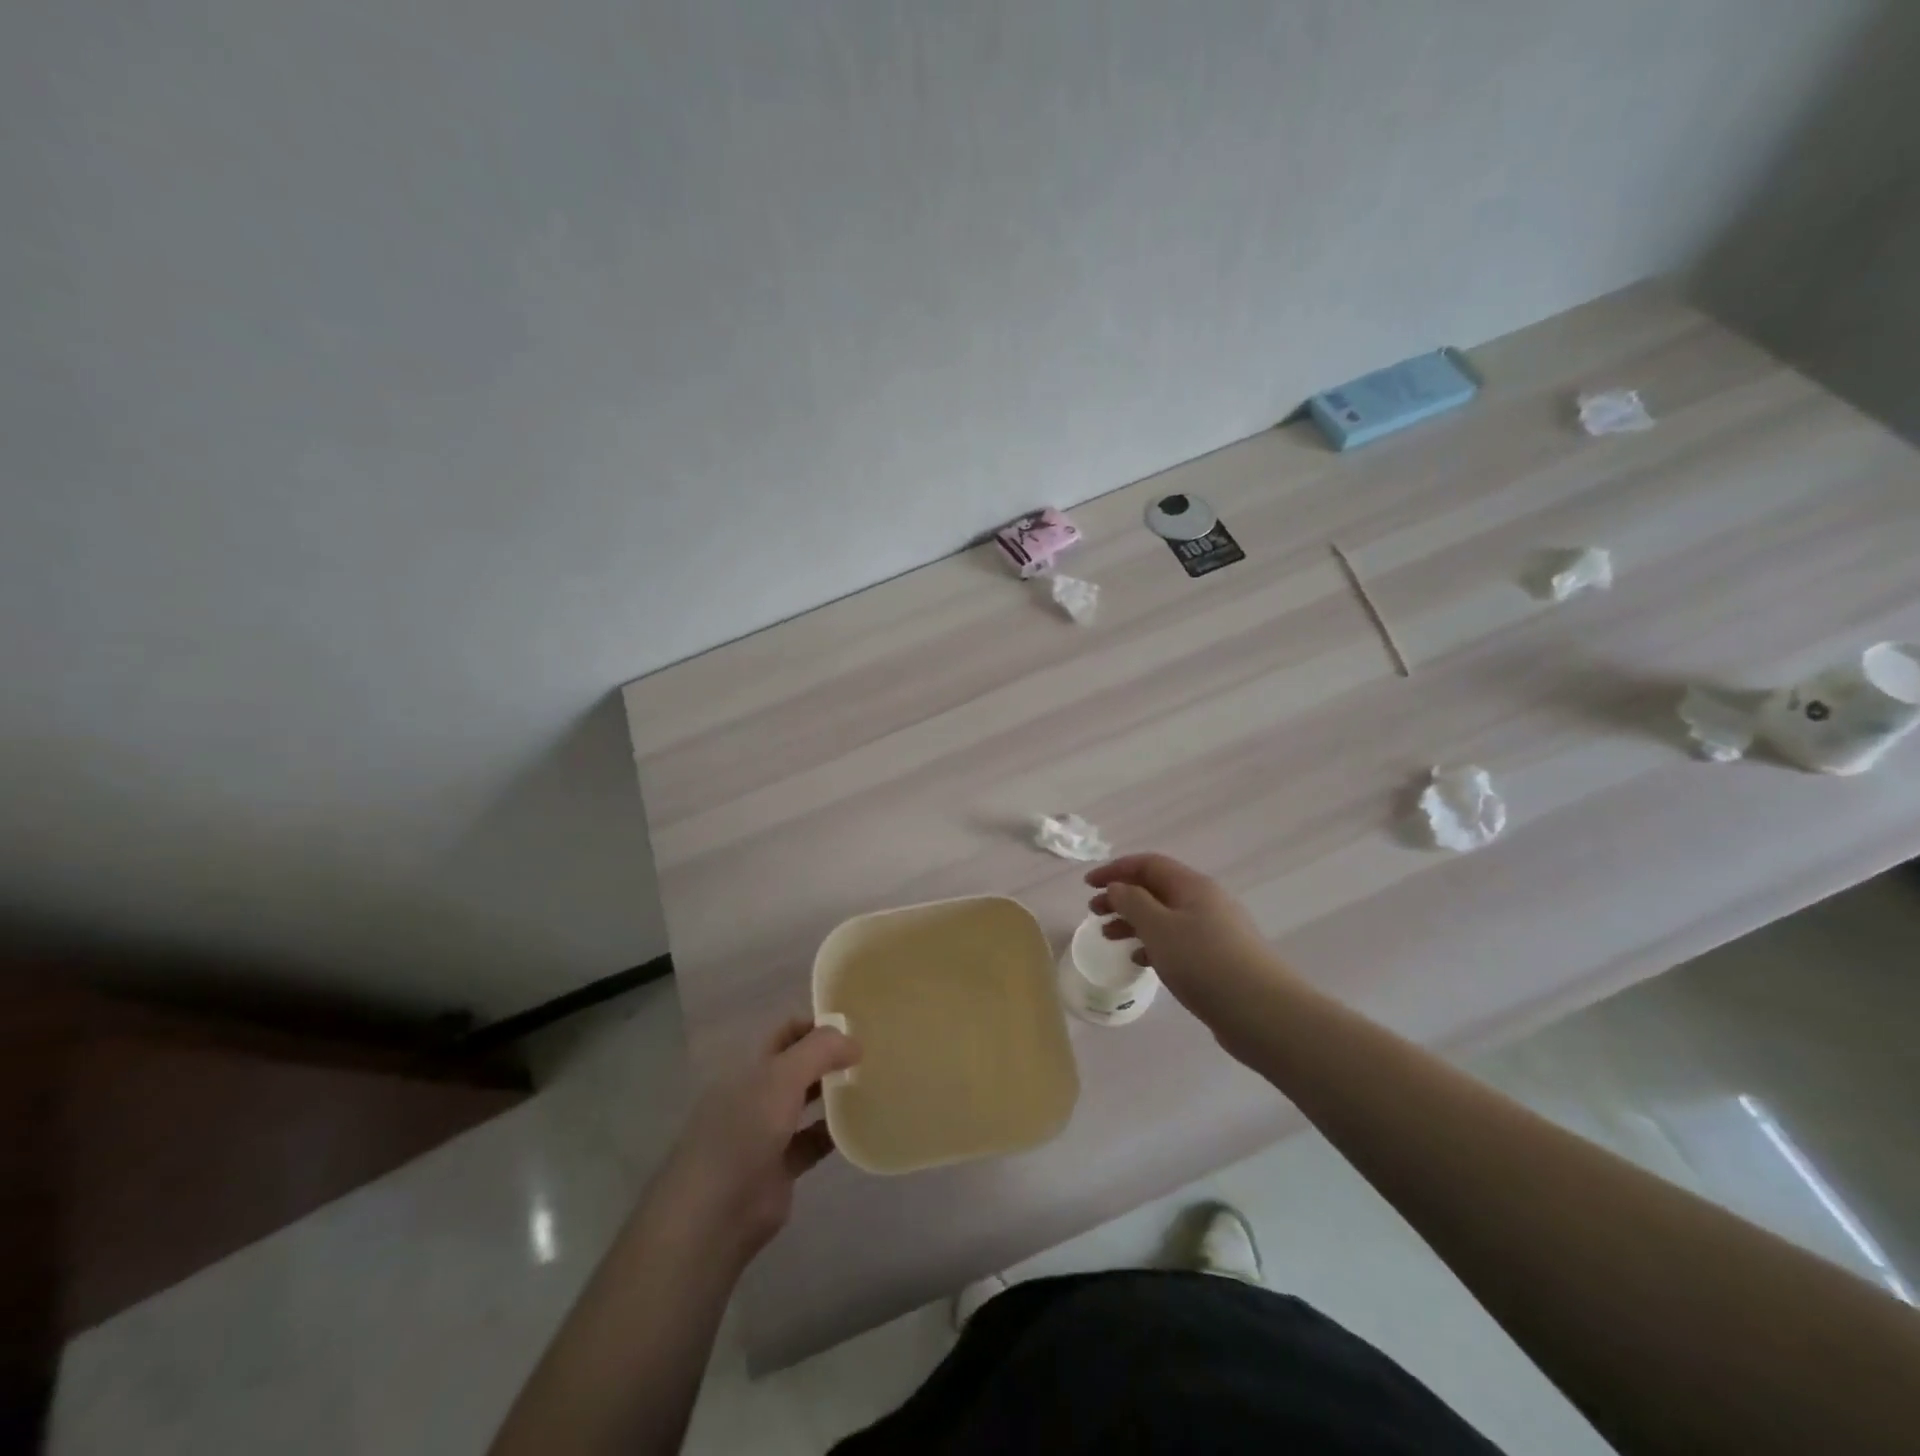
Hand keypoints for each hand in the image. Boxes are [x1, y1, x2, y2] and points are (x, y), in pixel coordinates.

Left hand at [654, 1017, 859, 1265]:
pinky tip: (859, 1126)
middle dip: (829, 1059)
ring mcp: (767, 1132)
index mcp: (749, 1067)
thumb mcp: (781, 1078)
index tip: (854, 1027)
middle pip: (798, 1067)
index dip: (816, 1026)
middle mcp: (757, 1094)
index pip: (786, 1033)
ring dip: (834, 1094)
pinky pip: (813, 1142)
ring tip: (871, 1084)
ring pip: (806, 1103)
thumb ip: (819, 1051)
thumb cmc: (743, 1132)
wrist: (714, 1215)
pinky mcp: (780, 1168)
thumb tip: (854, 1042)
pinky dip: (833, 1133)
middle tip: (870, 1055)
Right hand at [1086, 853, 1298, 1038]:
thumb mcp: (1159, 927)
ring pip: (1165, 917)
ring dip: (1134, 922)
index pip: (1148, 864)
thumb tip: (1118, 887)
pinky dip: (1154, 945)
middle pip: (1156, 889)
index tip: (1087, 884)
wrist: (1263, 1012)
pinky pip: (1178, 941)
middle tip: (1094, 913)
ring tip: (1109, 938)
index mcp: (1192, 886)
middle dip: (1122, 897)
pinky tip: (1141, 962)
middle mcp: (1205, 901)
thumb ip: (1132, 902)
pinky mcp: (1219, 959)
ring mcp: (1215, 931)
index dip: (1115, 869)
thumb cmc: (1204, 962)